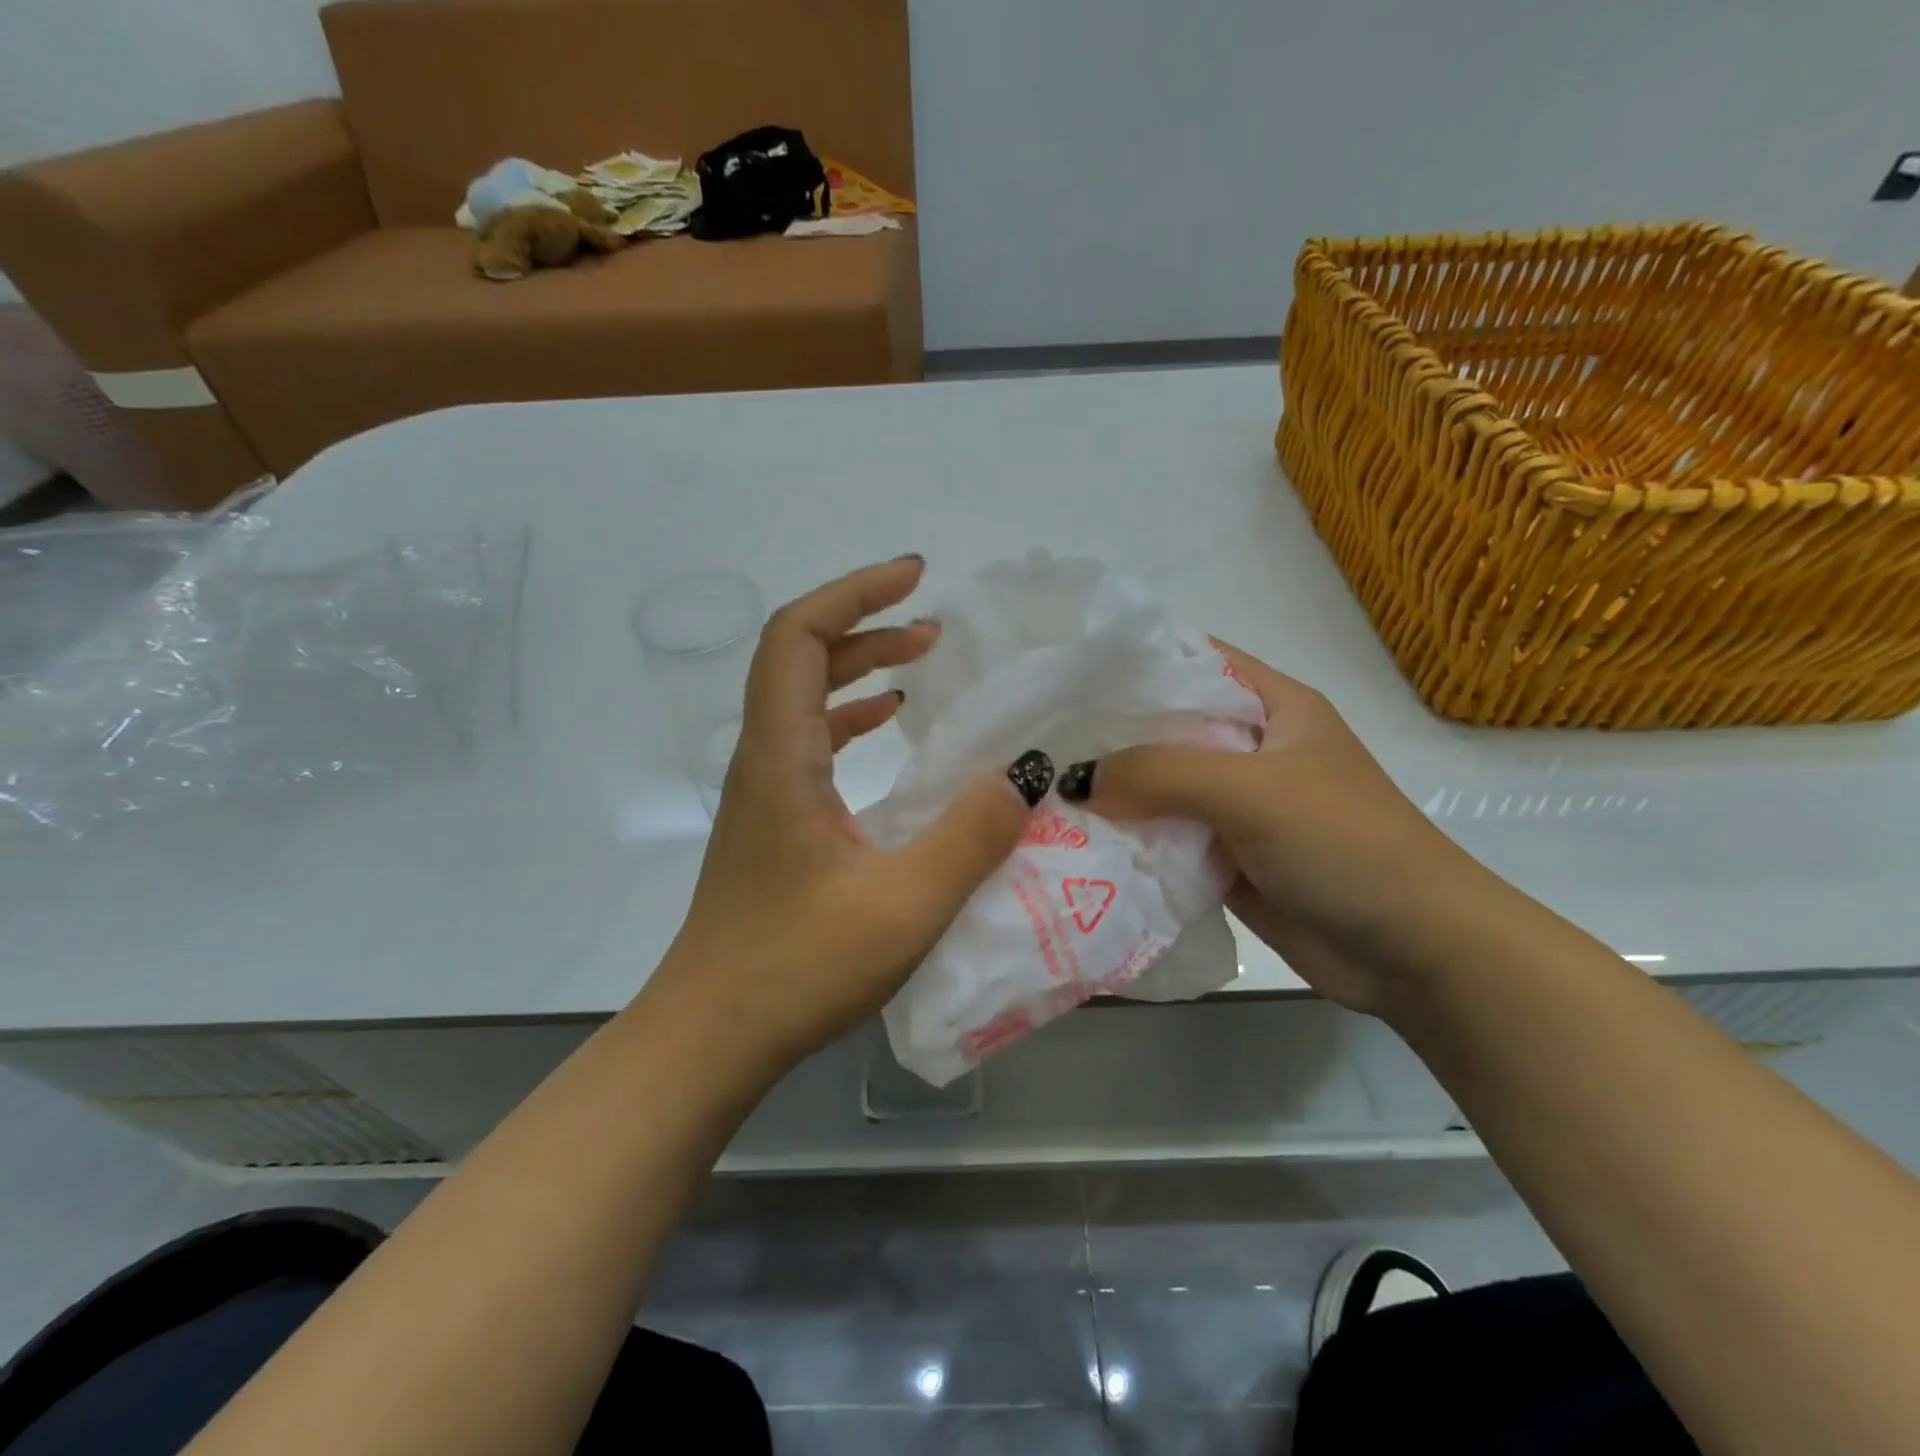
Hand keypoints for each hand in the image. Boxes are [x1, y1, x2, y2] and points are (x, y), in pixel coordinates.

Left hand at [647, 557, 1033, 1074]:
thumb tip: (1023, 776)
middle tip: (931, 624)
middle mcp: (763, 760)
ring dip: (857, 669)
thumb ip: (971, 837)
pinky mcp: (774, 824)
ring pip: (803, 701)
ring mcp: (764, 793)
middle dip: (864, 625)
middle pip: (797, 658)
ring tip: (919, 663)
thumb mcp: (904, 905)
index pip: (796, 637)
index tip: (914, 579)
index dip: (853, 593)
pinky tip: (887, 731)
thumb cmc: (797, 969)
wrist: (711, 1037)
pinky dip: (850, 720)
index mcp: (781, 758)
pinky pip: (810, 745)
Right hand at [1068, 641, 1484, 1014]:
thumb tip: (1076, 780)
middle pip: (1166, 729)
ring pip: (1161, 788)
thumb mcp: (1254, 791)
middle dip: (1108, 735)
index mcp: (1272, 706)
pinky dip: (1130, 840)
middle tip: (1037, 740)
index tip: (1066, 675)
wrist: (1415, 952)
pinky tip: (1077, 841)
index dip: (1132, 663)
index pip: (1192, 662)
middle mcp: (1250, 749)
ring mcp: (1237, 806)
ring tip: (1041, 791)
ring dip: (1113, 793)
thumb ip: (1162, 773)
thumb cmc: (1346, 844)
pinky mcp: (1226, 858)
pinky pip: (1166, 839)